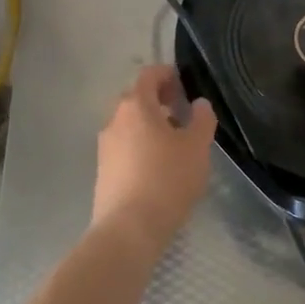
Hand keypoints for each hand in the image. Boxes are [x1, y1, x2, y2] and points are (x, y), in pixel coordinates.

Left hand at [91, 65, 216, 251]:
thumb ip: (202, 119)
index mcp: (136, 105)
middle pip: (136, 98)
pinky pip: (124, 146)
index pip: (149, 75)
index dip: (167, 74)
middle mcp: (114, 119)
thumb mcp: (197, 147)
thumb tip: (199, 104)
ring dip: (149, 125)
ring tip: (173, 143)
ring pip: (129, 124)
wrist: (128, 229)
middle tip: (181, 113)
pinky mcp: (102, 170)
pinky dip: (140, 146)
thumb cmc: (167, 179)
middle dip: (158, 100)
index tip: (184, 84)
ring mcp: (105, 145)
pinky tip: (157, 167)